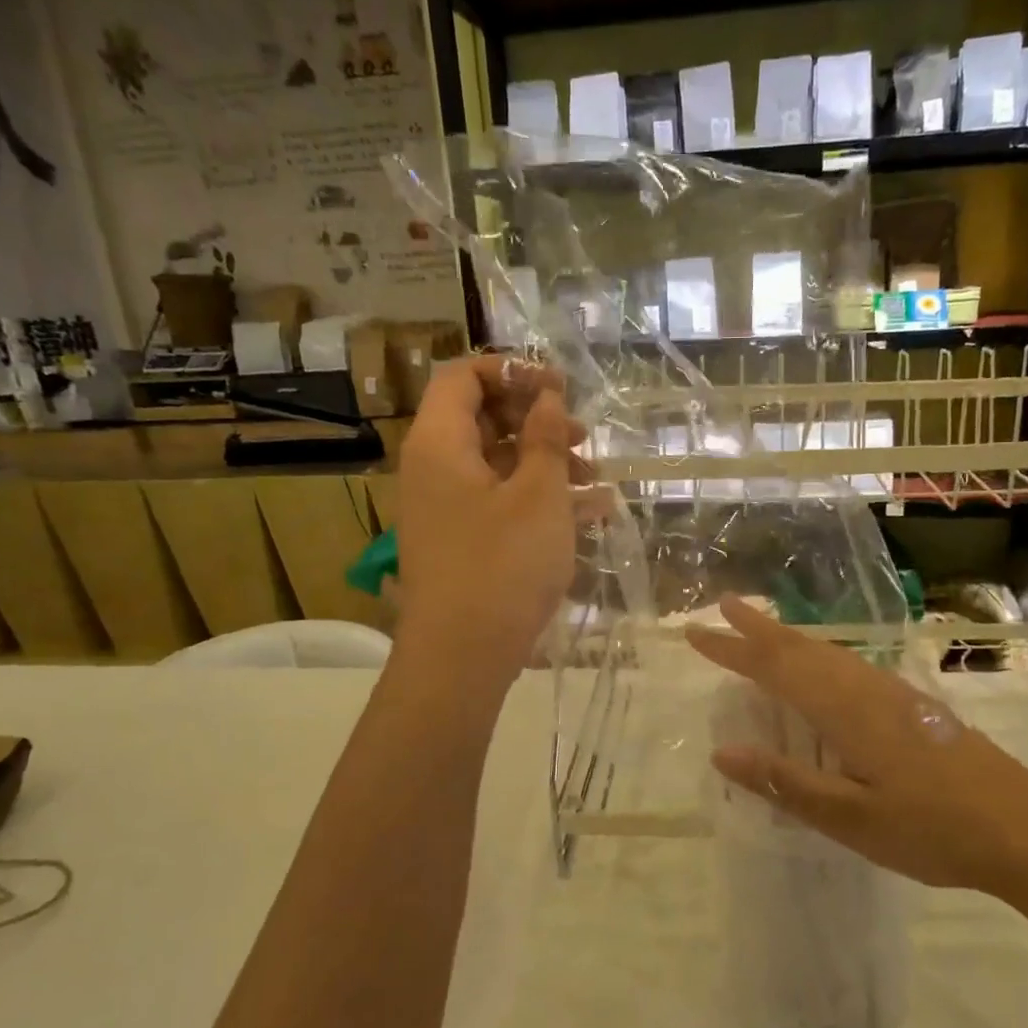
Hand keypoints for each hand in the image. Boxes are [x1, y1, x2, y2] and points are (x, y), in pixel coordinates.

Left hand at [396, 355, 595, 670]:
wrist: (461, 657)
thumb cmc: (502, 565)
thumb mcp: (539, 494)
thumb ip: (545, 437)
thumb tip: (547, 397)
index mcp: (439, 443)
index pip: (463, 376)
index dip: (512, 370)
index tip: (559, 388)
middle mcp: (433, 468)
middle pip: (482, 418)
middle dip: (537, 420)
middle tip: (583, 437)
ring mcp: (444, 507)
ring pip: (496, 462)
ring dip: (545, 462)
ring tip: (595, 481)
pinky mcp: (459, 540)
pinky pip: (497, 501)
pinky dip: (537, 498)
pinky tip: (589, 514)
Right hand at [686, 597, 1027, 894]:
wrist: (1026, 827)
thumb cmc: (933, 828)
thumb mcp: (850, 818)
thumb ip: (786, 782)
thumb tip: (722, 752)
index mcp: (843, 709)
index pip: (774, 668)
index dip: (732, 649)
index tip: (695, 632)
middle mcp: (864, 688)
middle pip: (800, 648)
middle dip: (757, 629)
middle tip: (722, 607)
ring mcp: (892, 693)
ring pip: (827, 652)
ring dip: (788, 638)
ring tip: (761, 630)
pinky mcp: (912, 705)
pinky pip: (848, 665)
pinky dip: (817, 655)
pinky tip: (822, 670)